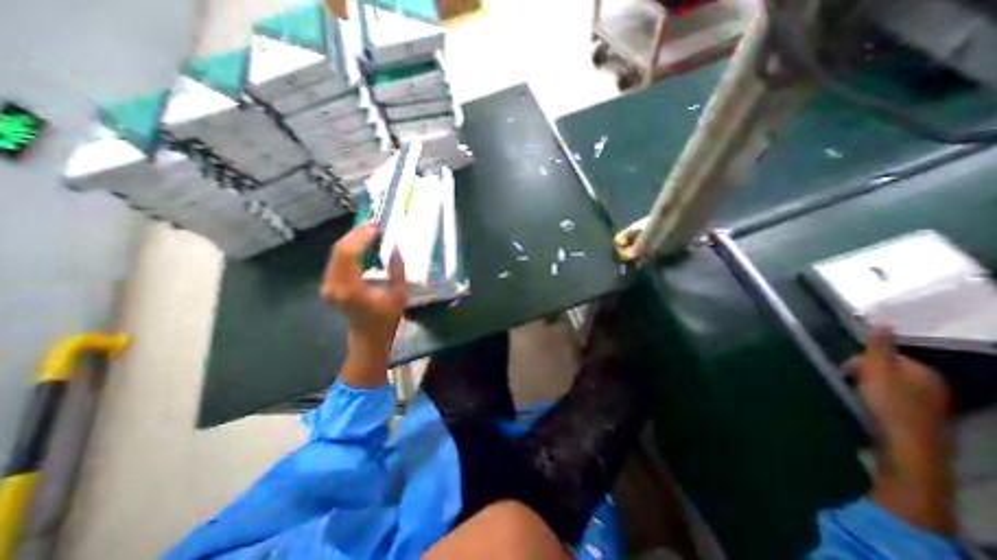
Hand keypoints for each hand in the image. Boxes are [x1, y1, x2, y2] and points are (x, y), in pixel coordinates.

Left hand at [325, 222, 405, 355]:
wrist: (368, 336)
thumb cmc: (386, 318)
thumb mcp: (399, 294)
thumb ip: (397, 270)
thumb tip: (395, 246)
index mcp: (350, 289)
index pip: (349, 254)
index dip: (361, 237)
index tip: (376, 227)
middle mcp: (333, 286)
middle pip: (339, 251)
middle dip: (356, 234)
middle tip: (374, 225)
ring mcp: (327, 285)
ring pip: (336, 253)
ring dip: (352, 240)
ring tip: (370, 231)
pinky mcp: (328, 285)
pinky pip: (337, 260)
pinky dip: (349, 249)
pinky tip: (361, 244)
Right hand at [844, 329, 953, 534]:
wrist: (906, 448)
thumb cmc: (889, 405)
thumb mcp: (878, 371)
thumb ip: (879, 348)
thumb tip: (882, 323)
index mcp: (922, 372)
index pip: (886, 356)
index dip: (862, 359)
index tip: (846, 369)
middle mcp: (929, 386)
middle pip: (887, 371)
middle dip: (864, 373)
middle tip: (848, 382)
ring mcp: (924, 405)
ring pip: (887, 387)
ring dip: (868, 388)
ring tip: (854, 395)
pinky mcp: (914, 420)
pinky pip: (890, 401)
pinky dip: (876, 401)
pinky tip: (866, 408)